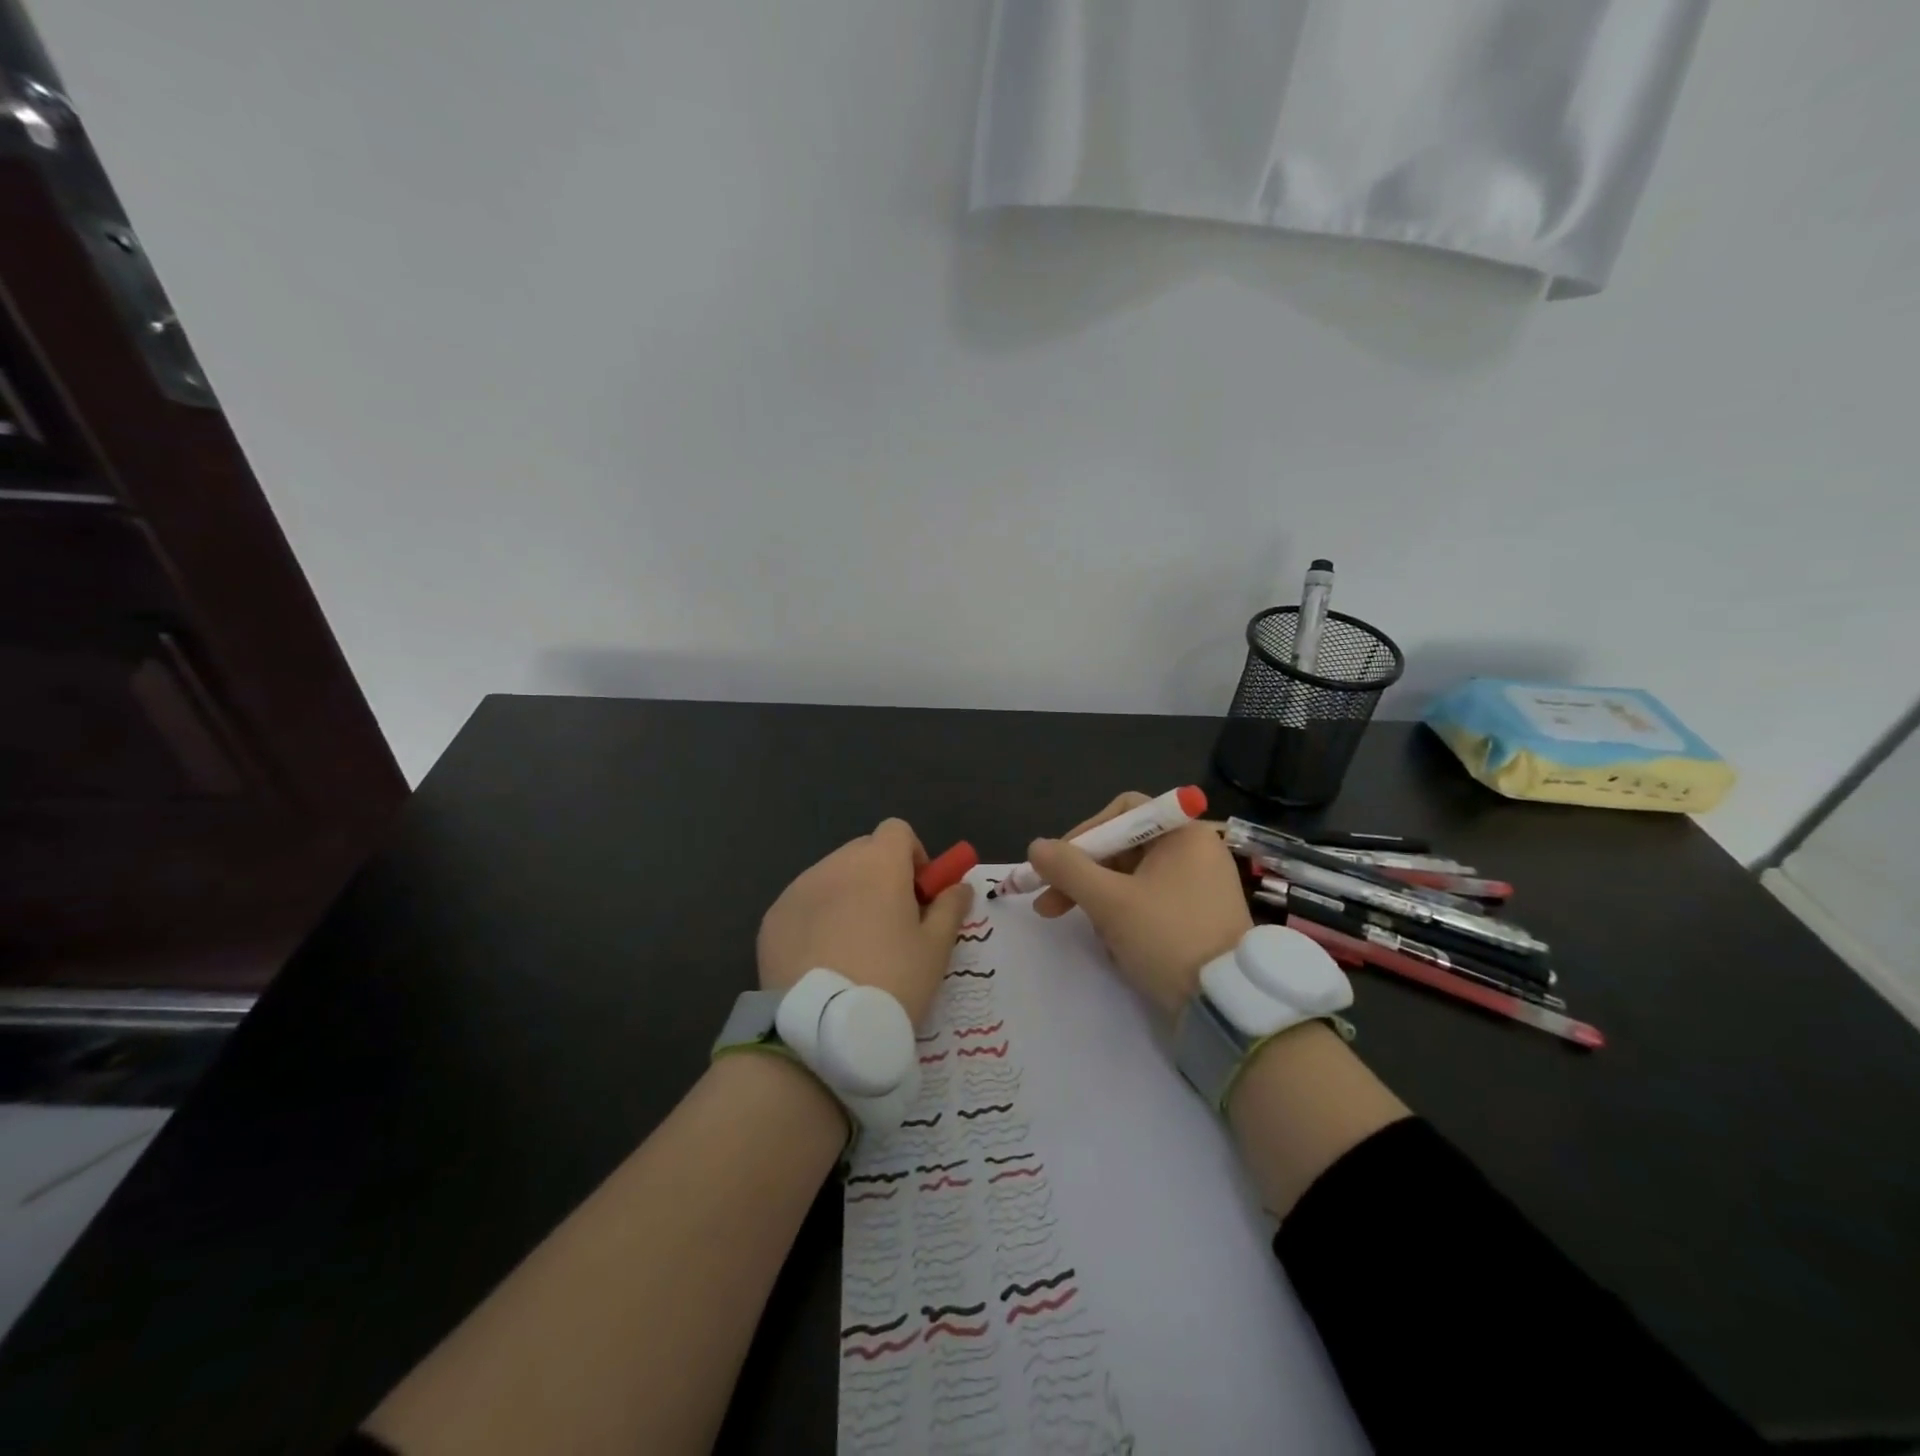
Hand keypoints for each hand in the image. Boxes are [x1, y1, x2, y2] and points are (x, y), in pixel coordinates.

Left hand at [757, 818, 974, 1024]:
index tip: (919, 893)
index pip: (897, 831)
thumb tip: (960, 886)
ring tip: (853, 947)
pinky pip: (803, 904)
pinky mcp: (772, 918)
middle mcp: (835, 865)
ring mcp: (798, 889)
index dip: (912, 855)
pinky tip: (822, 961)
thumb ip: (950, 908)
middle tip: (890, 922)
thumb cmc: (892, 981)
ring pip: (831, 877)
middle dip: (880, 875)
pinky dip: (816, 918)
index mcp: (878, 864)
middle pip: (863, 851)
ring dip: (847, 895)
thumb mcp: (936, 948)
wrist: (823, 1030)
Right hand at [1028, 792, 1252, 1018]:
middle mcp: (1195, 851)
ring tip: (1093, 935)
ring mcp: (1200, 886)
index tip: (1059, 865)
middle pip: (1124, 847)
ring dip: (1102, 902)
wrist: (1226, 1005)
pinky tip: (1117, 947)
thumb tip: (1035, 846)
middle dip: (1084, 876)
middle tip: (1049, 905)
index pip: (1123, 812)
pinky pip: (1151, 902)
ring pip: (1133, 879)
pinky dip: (1127, 918)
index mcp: (1183, 833)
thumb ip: (1068, 868)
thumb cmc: (1167, 938)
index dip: (1084, 833)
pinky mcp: (1200, 917)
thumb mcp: (1109, 901)